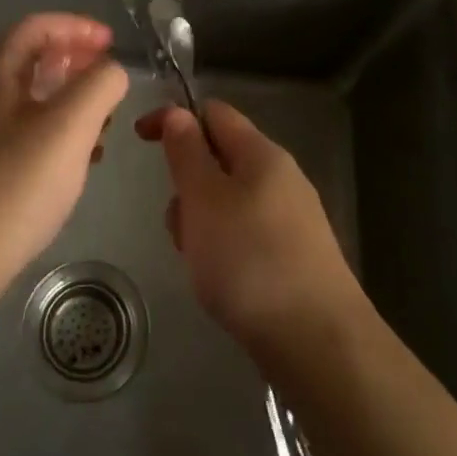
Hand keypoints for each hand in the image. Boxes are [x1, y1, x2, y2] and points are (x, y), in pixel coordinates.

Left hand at [0, 13, 129, 300]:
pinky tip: (78, 161)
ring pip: (31, 100)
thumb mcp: (70, 126)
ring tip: (103, 123)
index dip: (76, 26)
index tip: (111, 43)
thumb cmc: (16, 184)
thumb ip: (100, 85)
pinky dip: (57, 133)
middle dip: (76, 63)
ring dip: (70, 100)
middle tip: (110, 80)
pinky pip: (25, 134)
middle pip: (32, 61)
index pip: (36, 27)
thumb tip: (112, 72)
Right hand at [134, 99, 361, 350]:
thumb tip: (178, 113)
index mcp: (262, 153)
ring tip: (200, 262)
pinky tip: (222, 282)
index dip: (174, 118)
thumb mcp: (204, 198)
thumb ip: (187, 152)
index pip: (214, 113)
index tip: (139, 139)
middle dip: (187, 184)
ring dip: (201, 221)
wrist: (317, 342)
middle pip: (219, 159)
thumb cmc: (250, 260)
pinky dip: (222, 247)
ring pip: (228, 201)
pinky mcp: (294, 256)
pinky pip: (244, 233)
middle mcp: (281, 177)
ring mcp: (291, 218)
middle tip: (179, 225)